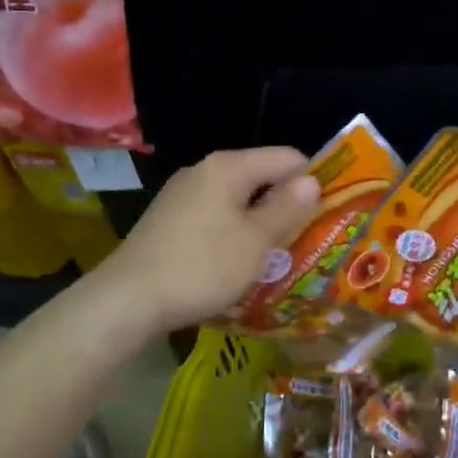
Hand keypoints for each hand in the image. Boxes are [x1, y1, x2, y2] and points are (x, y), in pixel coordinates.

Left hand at [92, 147, 320, 335]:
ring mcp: (182, 195)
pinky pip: (214, 216)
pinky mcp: (168, 219)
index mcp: (228, 167)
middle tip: (307, 237)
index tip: (329, 211)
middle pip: (260, 176)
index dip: (312, 180)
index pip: (286, 157)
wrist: (128, 300)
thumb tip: (311, 180)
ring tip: (277, 254)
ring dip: (258, 222)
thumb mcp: (255, 241)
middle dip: (285, 204)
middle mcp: (204, 171)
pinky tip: (236, 261)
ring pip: (236, 199)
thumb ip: (286, 208)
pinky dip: (232, 232)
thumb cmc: (202, 266)